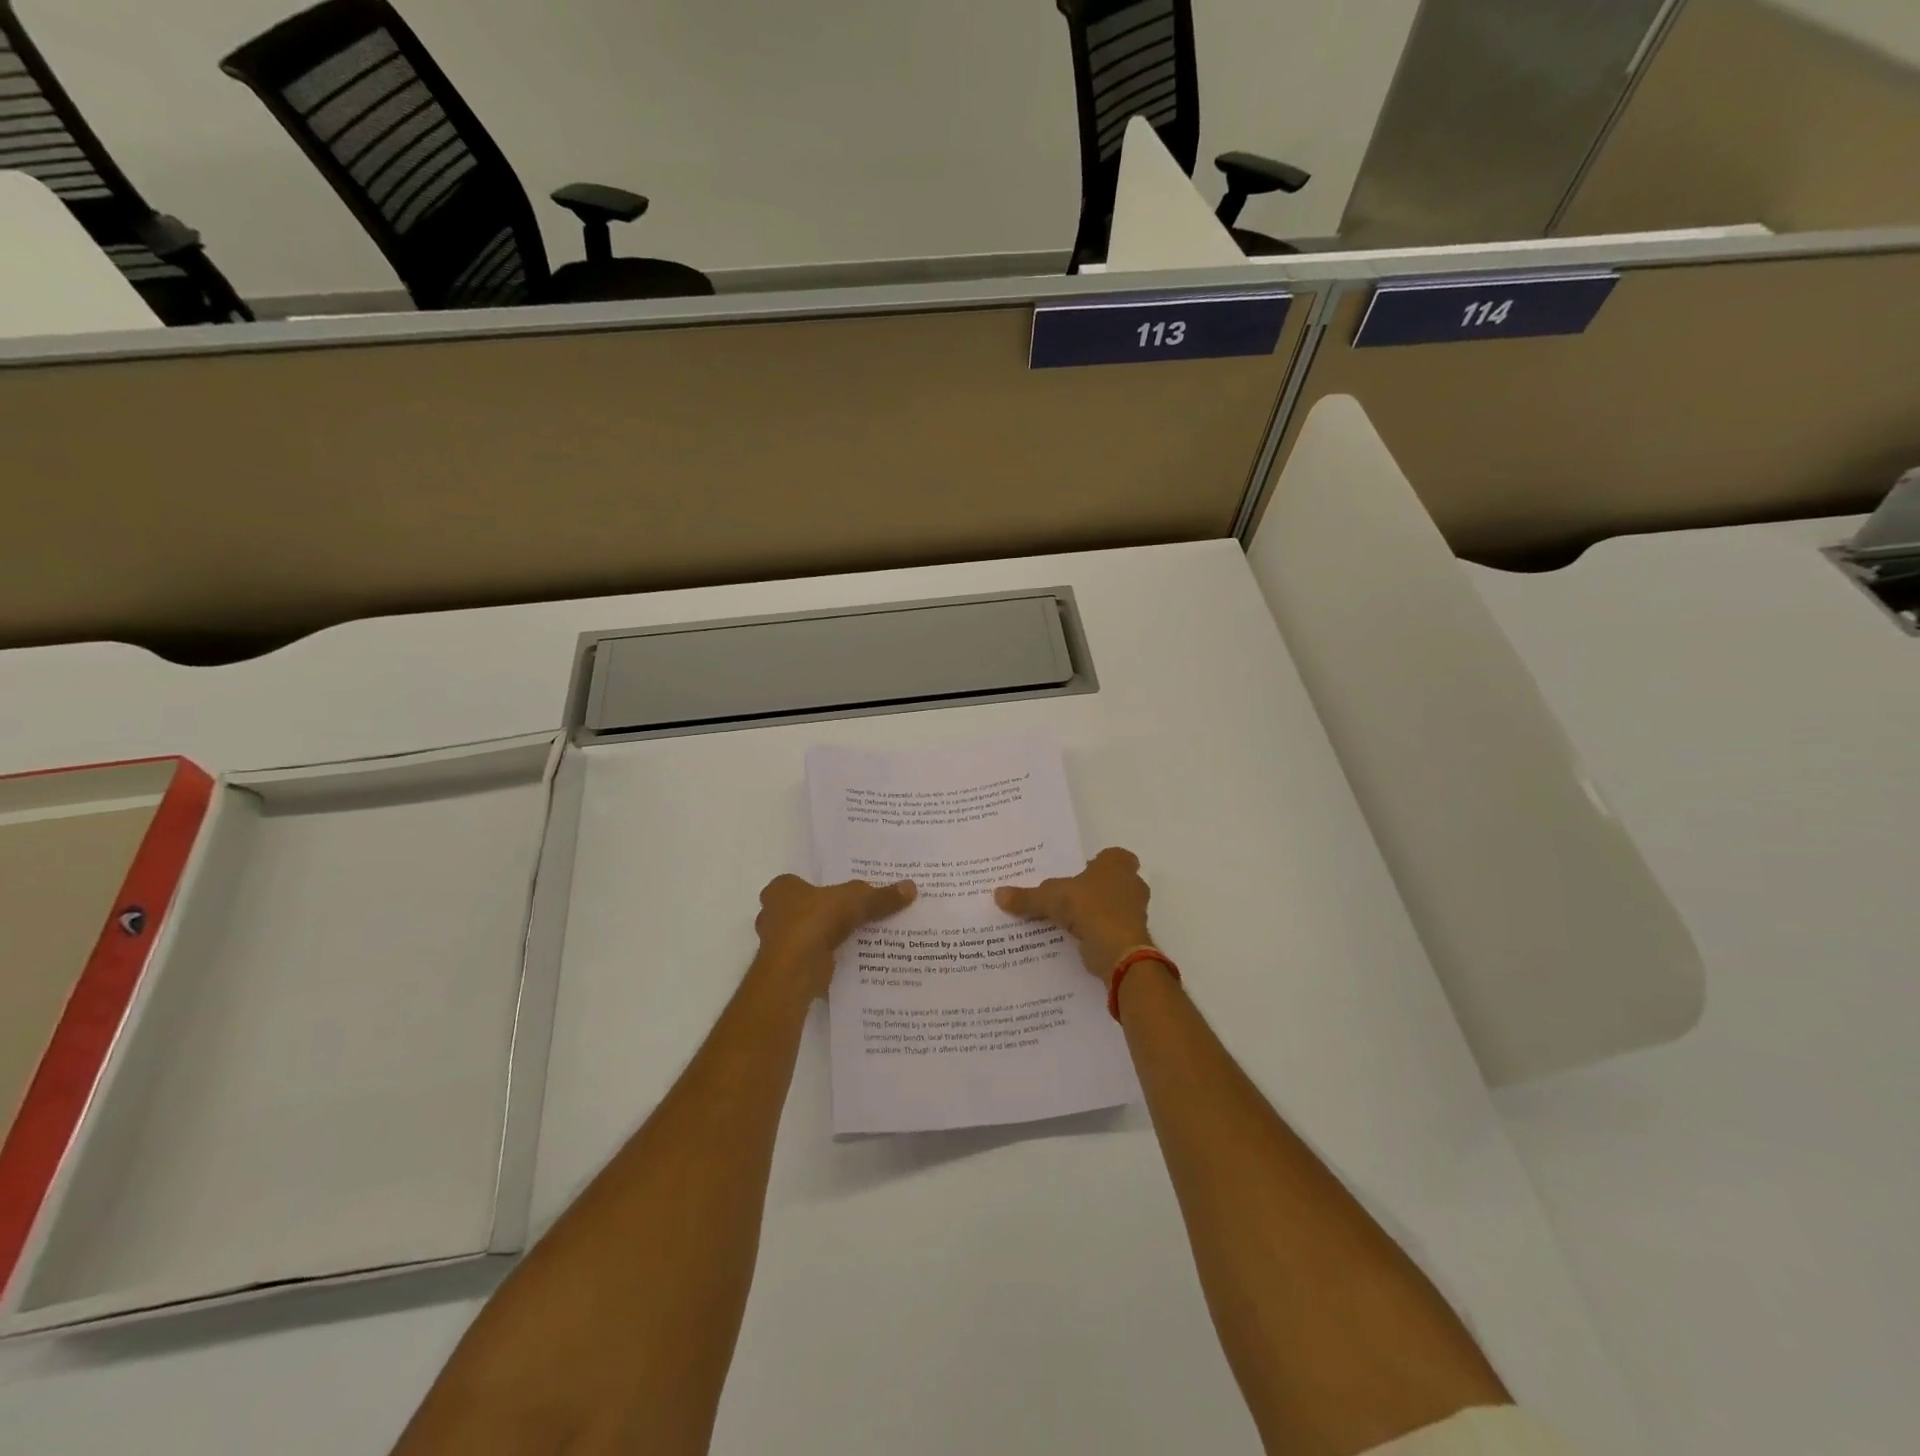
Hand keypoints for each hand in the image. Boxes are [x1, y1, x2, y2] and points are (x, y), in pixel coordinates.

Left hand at [753, 874, 916, 998]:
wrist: (795, 969)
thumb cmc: (816, 920)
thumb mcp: (857, 900)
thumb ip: (881, 896)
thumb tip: (911, 887)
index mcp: (781, 889)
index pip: (798, 883)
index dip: (818, 887)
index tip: (839, 894)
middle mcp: (772, 914)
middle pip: (801, 910)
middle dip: (821, 914)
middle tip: (851, 914)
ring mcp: (777, 944)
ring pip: (806, 936)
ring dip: (824, 939)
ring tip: (855, 938)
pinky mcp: (787, 968)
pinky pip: (811, 958)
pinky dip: (826, 959)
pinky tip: (847, 960)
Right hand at [995, 847, 1152, 986]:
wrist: (1119, 951)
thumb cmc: (1090, 908)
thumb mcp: (1050, 898)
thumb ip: (1026, 897)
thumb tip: (998, 894)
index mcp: (1117, 863)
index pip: (1109, 856)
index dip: (1094, 863)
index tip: (1075, 874)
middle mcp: (1132, 883)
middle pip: (1111, 882)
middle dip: (1093, 889)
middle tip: (1066, 896)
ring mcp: (1136, 911)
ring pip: (1112, 906)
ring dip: (1095, 913)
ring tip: (1066, 921)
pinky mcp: (1133, 936)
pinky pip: (1111, 930)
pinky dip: (1097, 934)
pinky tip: (1076, 940)